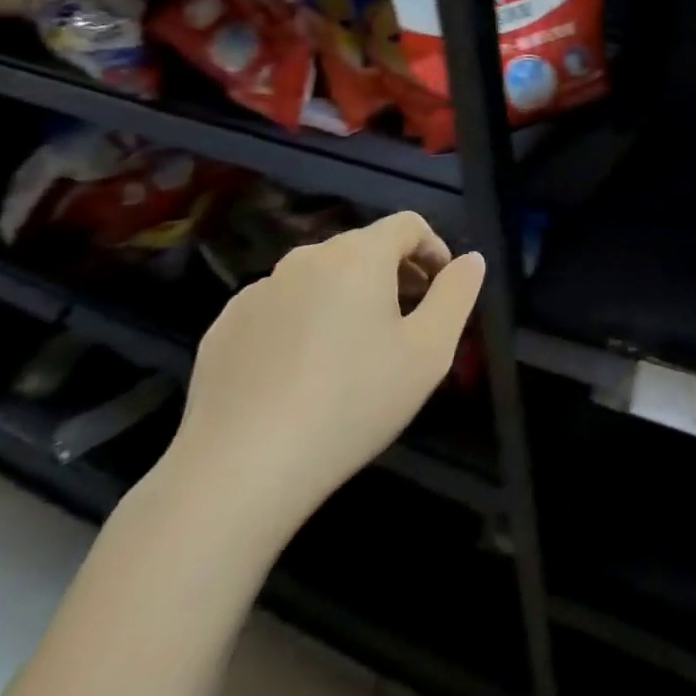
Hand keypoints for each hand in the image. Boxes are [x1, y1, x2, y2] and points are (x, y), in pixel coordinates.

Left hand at [159, 212, 484, 544]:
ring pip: (319, 278)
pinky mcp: (224, 326)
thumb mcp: (429, 352)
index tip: (440, 290)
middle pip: (363, 249)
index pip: (407, 225)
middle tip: (405, 324)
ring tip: (353, 353)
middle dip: (393, 275)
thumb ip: (457, 294)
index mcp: (358, 256)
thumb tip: (470, 260)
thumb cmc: (352, 403)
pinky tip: (302, 374)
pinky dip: (302, 322)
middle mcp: (305, 258)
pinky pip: (279, 308)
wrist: (240, 470)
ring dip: (347, 297)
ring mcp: (258, 291)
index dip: (433, 249)